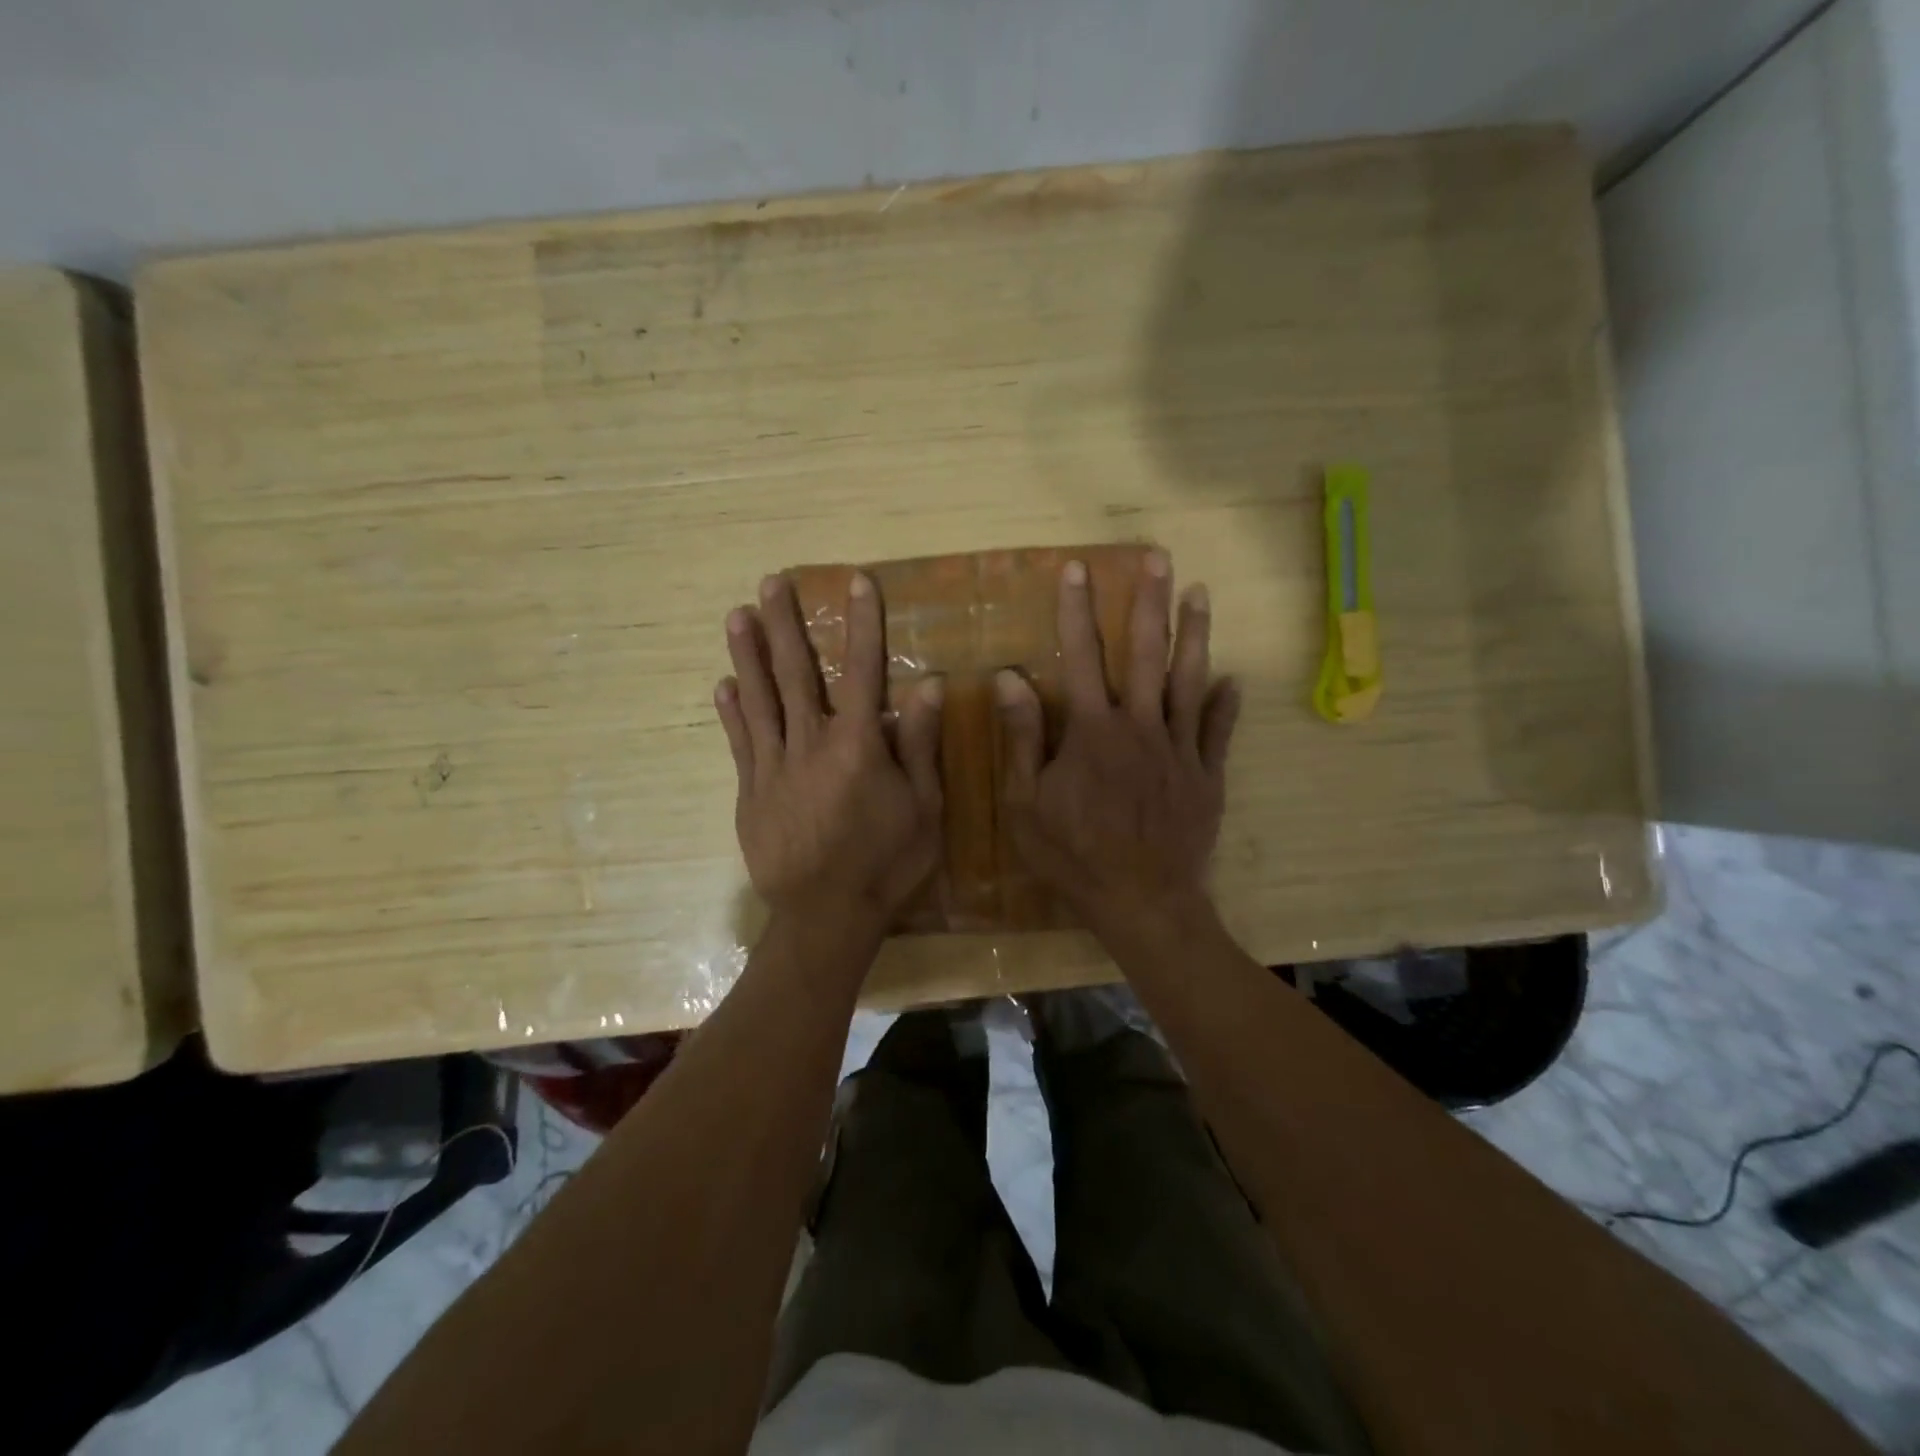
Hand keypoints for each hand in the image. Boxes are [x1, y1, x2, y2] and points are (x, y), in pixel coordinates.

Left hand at [716, 572, 943, 933]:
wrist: (826, 916)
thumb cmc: (886, 862)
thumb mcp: (923, 807)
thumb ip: (920, 744)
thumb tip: (928, 684)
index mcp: (856, 745)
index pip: (862, 670)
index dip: (861, 623)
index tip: (856, 581)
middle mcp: (810, 744)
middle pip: (794, 673)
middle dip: (784, 624)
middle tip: (770, 582)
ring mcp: (773, 767)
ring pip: (759, 700)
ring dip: (747, 655)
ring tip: (736, 615)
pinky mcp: (751, 792)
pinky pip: (740, 742)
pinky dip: (732, 712)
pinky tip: (723, 686)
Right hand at [996, 551, 1239, 937]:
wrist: (1141, 900)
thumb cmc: (1073, 855)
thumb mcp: (1026, 803)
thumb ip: (1022, 737)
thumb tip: (1010, 677)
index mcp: (1092, 731)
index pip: (1081, 656)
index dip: (1076, 610)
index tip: (1077, 568)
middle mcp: (1139, 726)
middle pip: (1144, 653)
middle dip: (1148, 602)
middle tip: (1158, 558)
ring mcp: (1179, 749)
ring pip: (1188, 680)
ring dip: (1193, 635)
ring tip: (1200, 594)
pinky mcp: (1206, 775)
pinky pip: (1217, 730)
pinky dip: (1225, 703)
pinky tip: (1233, 679)